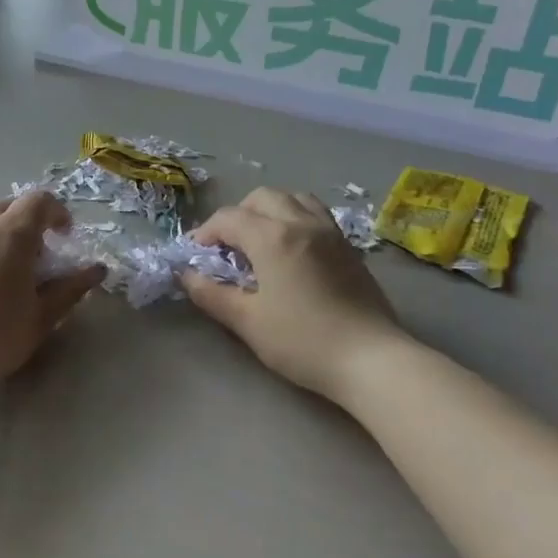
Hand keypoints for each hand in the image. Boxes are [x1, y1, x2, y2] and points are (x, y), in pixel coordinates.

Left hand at [0, 191, 104, 397]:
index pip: (38, 201)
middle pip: (5, 206)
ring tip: (3, 275)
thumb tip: (96, 270)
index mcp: (11, 235)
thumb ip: (70, 289)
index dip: (57, 212)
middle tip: (35, 255)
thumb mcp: (42, 317)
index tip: (65, 236)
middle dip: (25, 221)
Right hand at [180, 187, 406, 398]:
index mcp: (272, 237)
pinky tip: (292, 251)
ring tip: (260, 242)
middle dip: (236, 216)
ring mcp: (330, 231)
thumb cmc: (302, 341)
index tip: (194, 256)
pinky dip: (295, 218)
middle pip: (261, 198)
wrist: (370, 359)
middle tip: (226, 248)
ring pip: (293, 198)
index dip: (205, 233)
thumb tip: (186, 276)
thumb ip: (211, 294)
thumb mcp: (247, 321)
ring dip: (268, 211)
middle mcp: (301, 222)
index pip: (228, 218)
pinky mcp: (349, 246)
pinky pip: (316, 214)